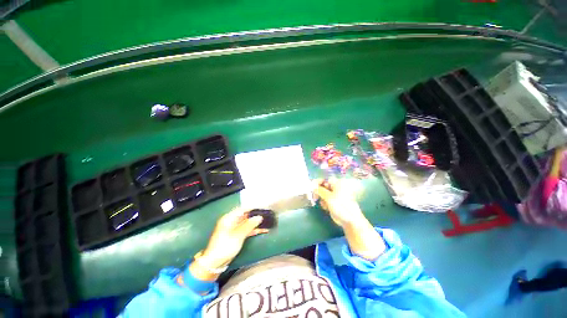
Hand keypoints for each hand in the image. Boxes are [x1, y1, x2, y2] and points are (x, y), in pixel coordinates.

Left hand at [187, 208, 266, 282]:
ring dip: (256, 224)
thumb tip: (259, 217)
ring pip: (247, 223)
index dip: (252, 209)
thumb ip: (249, 225)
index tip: (262, 209)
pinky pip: (246, 230)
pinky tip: (262, 230)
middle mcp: (231, 222)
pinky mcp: (236, 236)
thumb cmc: (225, 246)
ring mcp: (234, 229)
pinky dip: (253, 230)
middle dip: (255, 216)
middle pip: (245, 216)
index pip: (243, 209)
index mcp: (229, 218)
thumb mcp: (238, 234)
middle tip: (266, 216)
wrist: (215, 263)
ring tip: (267, 223)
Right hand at [313, 178, 385, 259]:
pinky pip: (325, 199)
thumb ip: (319, 190)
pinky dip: (324, 202)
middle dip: (318, 191)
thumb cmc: (341, 206)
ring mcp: (335, 195)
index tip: (311, 187)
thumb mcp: (328, 197)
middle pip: (323, 186)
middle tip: (314, 197)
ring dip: (320, 197)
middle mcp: (336, 188)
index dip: (318, 182)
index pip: (325, 179)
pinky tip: (326, 207)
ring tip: (322, 204)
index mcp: (337, 183)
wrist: (350, 220)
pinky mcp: (334, 202)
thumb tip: (312, 185)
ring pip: (323, 193)